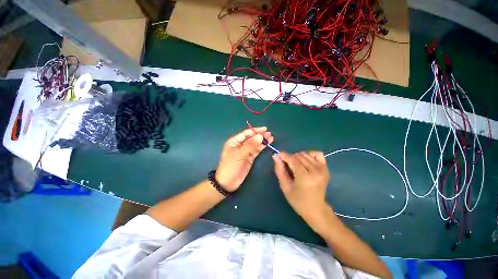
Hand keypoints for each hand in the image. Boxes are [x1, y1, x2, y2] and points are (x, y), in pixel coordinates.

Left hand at [216, 127, 273, 191]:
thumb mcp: (239, 155)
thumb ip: (250, 145)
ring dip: (262, 141)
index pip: (246, 133)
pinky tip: (267, 144)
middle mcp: (240, 145)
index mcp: (234, 141)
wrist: (228, 183)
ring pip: (255, 144)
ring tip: (271, 138)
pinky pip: (256, 150)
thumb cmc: (230, 166)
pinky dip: (262, 147)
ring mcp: (245, 151)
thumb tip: (260, 136)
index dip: (255, 131)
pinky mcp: (250, 157)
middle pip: (252, 138)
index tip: (265, 129)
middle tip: (270, 134)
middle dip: (260, 135)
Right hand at [273, 151, 330, 224]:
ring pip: (306, 154)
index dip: (284, 156)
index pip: (293, 160)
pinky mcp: (326, 168)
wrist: (316, 209)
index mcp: (305, 177)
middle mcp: (315, 171)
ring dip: (298, 158)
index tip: (278, 155)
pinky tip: (306, 162)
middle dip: (290, 158)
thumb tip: (275, 156)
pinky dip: (310, 155)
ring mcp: (322, 169)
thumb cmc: (298, 200)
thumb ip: (279, 170)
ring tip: (296, 167)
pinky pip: (318, 154)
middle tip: (288, 167)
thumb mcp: (285, 187)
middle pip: (299, 156)